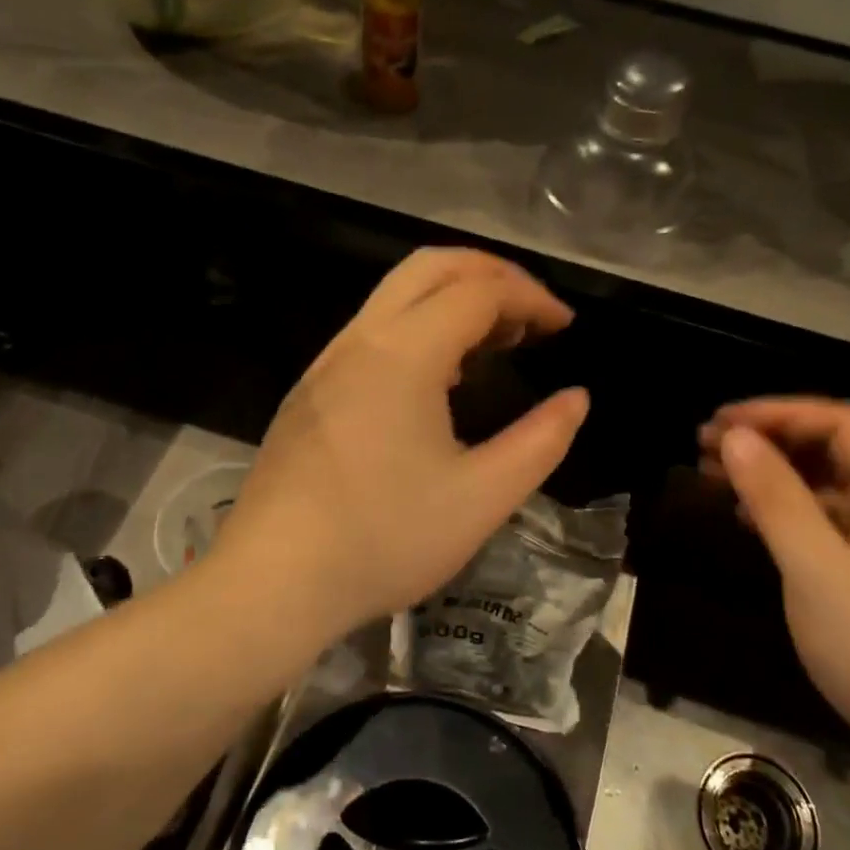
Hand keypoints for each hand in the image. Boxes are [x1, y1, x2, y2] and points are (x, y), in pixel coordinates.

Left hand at [214, 249, 589, 639]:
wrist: (272, 582)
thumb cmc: (384, 538)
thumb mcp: (482, 497)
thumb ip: (541, 441)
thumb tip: (577, 399)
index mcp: (404, 353)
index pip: (479, 291)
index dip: (531, 298)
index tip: (565, 326)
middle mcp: (360, 340)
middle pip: (430, 267)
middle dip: (489, 273)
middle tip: (531, 312)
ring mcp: (327, 362)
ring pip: (395, 295)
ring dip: (451, 298)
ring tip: (495, 341)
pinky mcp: (310, 391)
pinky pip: (373, 330)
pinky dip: (419, 325)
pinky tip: (438, 377)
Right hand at [700, 399, 849, 776]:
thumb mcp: (817, 570)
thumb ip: (775, 497)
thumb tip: (734, 438)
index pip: (841, 423)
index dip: (776, 414)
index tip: (719, 423)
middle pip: (836, 450)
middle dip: (770, 443)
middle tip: (707, 447)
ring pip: (832, 486)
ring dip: (776, 477)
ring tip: (717, 477)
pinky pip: (835, 522)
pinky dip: (792, 513)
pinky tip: (752, 520)